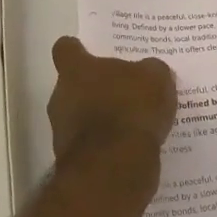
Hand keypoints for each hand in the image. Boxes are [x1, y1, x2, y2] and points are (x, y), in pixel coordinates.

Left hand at [47, 37, 176, 163]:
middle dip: (95, 88)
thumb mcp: (155, 78)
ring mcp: (63, 131)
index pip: (65, 49)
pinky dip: (106, 146)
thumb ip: (150, 71)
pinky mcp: (73, 160)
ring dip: (100, 119)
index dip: (77, 49)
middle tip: (124, 90)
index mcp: (75, 70)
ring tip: (133, 123)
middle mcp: (61, 97)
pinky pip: (91, 145)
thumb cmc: (130, 109)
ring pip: (80, 117)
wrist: (115, 167)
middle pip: (73, 85)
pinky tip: (131, 148)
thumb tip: (149, 72)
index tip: (89, 52)